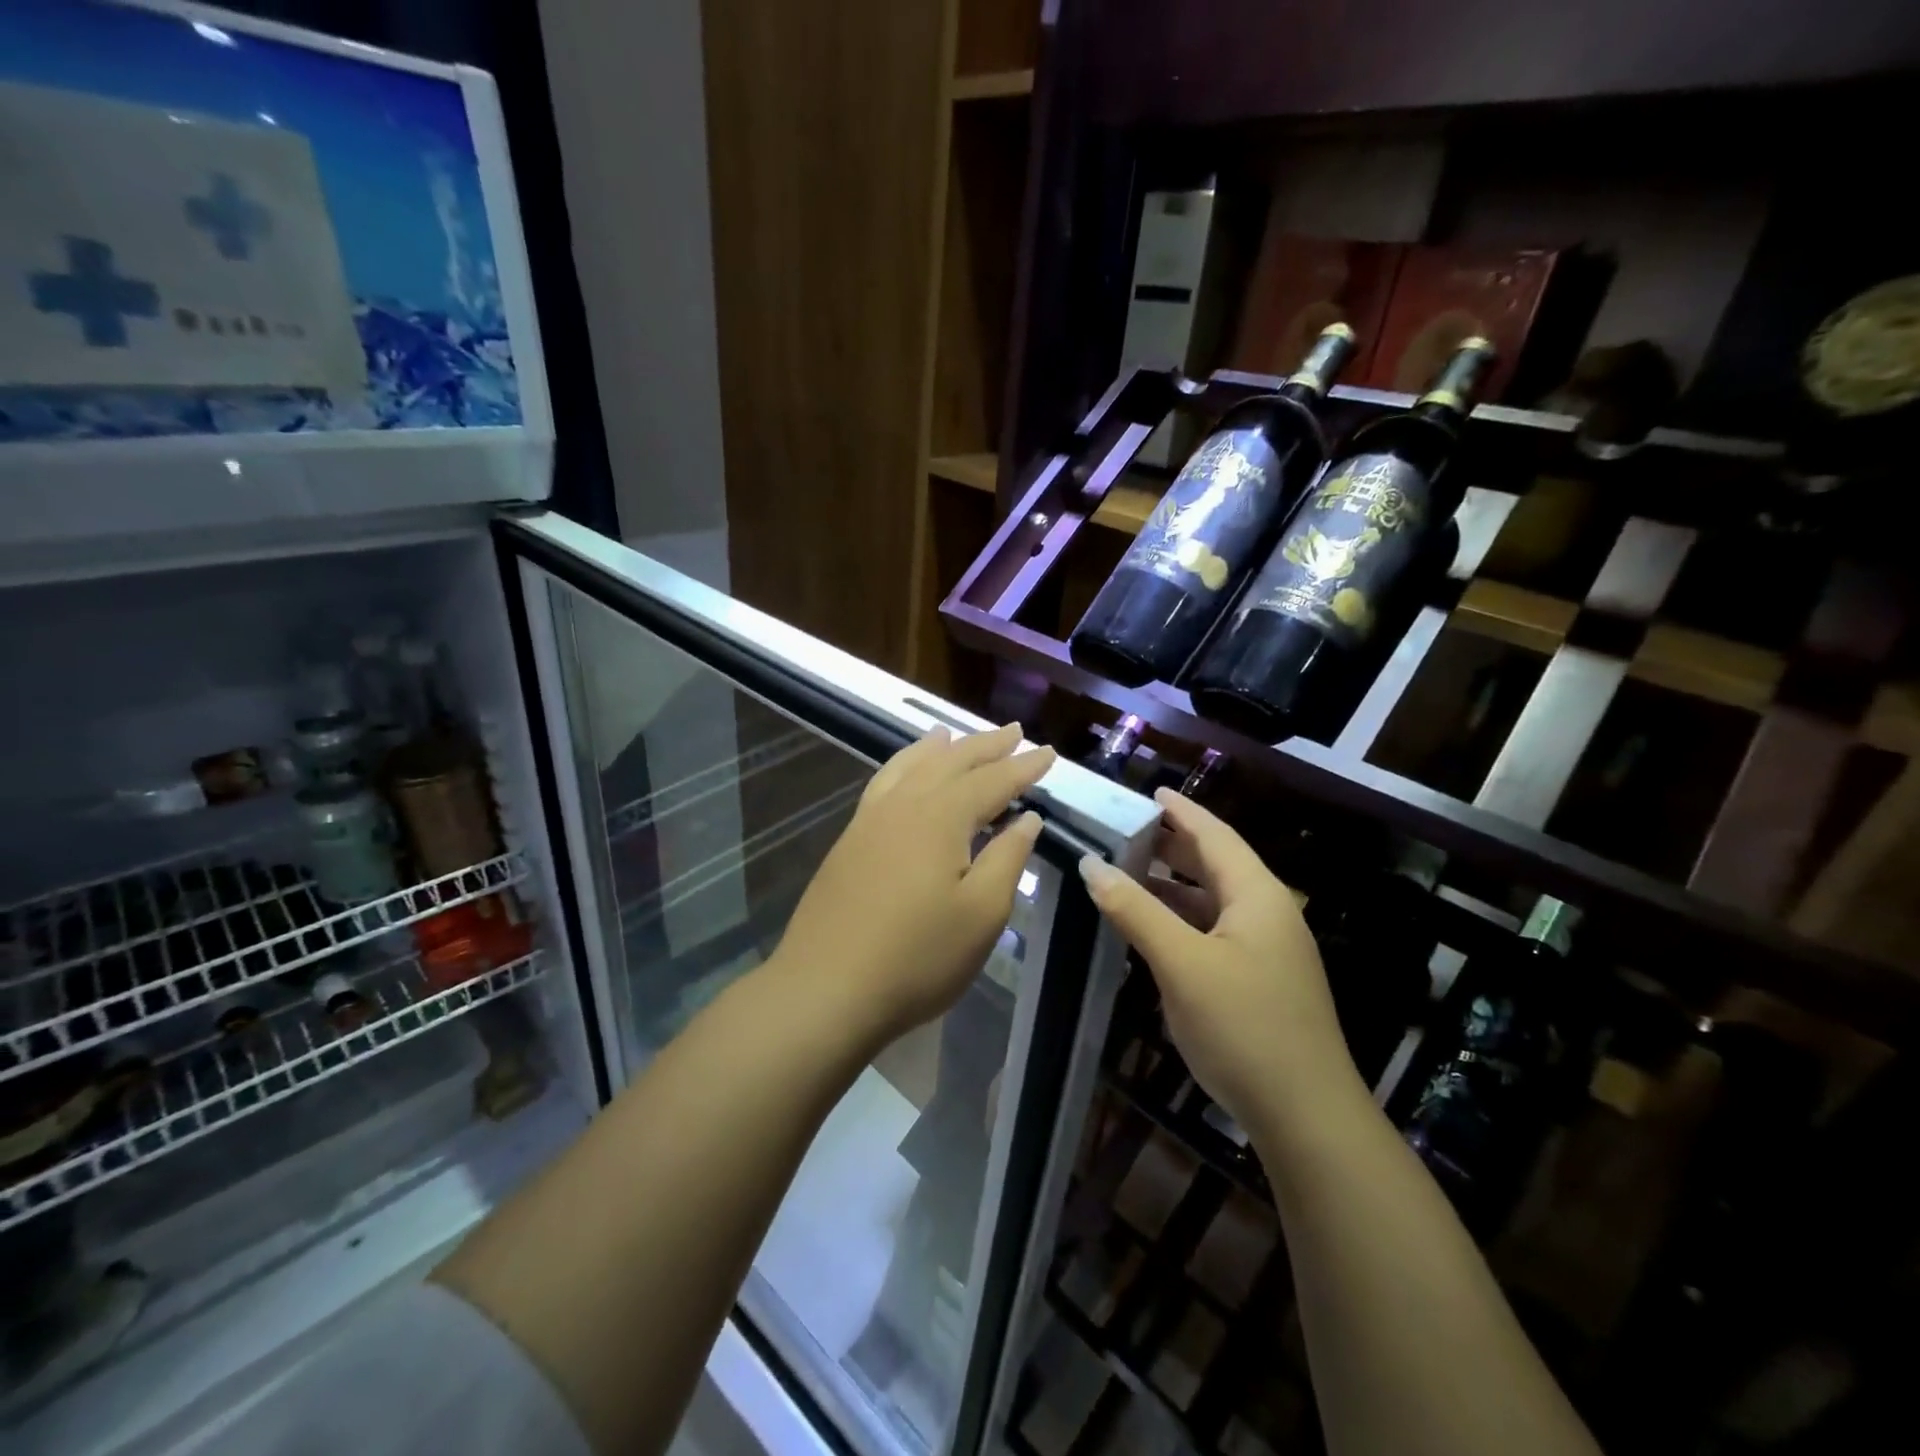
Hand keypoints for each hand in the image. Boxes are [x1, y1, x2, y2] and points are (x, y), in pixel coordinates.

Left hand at [773, 724, 1054, 1045]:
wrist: (826, 989)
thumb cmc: (917, 957)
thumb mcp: (981, 913)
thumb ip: (1008, 858)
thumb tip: (1026, 818)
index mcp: (941, 817)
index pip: (992, 780)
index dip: (1023, 767)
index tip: (1049, 752)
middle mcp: (904, 805)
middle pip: (950, 762)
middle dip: (985, 746)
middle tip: (1014, 732)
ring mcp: (870, 820)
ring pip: (910, 766)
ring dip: (938, 748)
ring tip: (952, 733)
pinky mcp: (849, 840)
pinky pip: (883, 783)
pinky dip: (903, 766)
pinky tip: (905, 774)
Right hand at [1079, 788, 1361, 1141]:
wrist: (1305, 1116)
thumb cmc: (1244, 1026)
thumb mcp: (1182, 964)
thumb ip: (1136, 911)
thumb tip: (1091, 865)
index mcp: (1258, 896)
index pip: (1215, 836)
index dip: (1182, 811)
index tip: (1150, 792)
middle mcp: (1268, 914)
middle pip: (1216, 864)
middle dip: (1173, 844)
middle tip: (1125, 830)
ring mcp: (1267, 950)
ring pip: (1214, 901)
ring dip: (1173, 884)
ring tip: (1128, 872)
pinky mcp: (1259, 981)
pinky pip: (1214, 931)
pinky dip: (1182, 919)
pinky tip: (1153, 929)